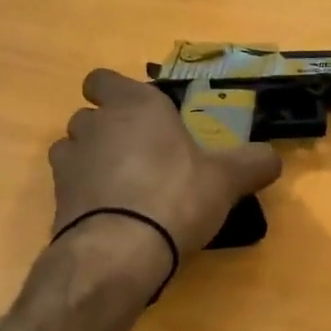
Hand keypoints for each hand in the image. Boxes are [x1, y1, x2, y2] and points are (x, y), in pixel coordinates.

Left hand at [50, 69, 283, 255]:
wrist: (120, 251)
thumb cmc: (176, 196)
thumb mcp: (227, 179)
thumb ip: (252, 163)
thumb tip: (273, 157)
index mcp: (135, 105)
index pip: (103, 80)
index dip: (115, 93)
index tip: (140, 115)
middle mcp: (96, 124)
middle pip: (90, 116)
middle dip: (109, 131)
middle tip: (143, 156)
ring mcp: (69, 162)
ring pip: (74, 149)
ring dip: (92, 161)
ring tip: (123, 188)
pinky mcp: (56, 199)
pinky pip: (69, 186)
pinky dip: (84, 195)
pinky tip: (110, 216)